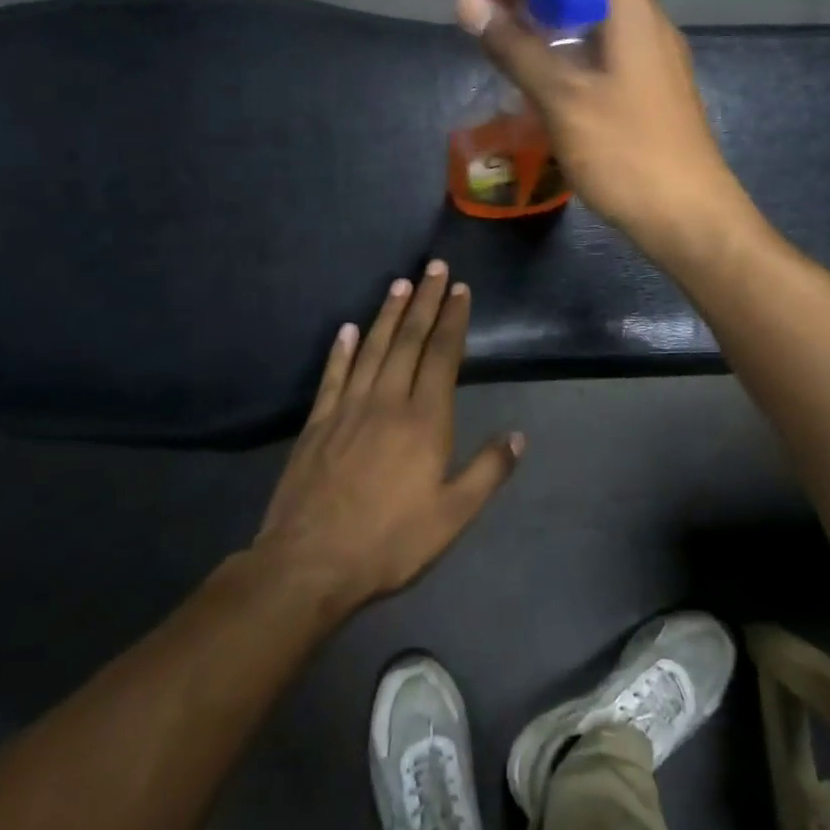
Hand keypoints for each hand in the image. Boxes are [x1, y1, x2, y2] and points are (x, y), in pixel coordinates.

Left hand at [255, 261, 522, 611]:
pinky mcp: (317, 422)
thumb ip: (488, 472)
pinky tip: (346, 329)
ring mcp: (348, 408)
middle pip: (409, 340)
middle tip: (434, 267)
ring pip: (372, 348)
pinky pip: (333, 375)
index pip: (443, 356)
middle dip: (425, 301)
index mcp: (424, 421)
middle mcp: (387, 401)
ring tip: (400, 284)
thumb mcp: (452, 516)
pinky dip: (341, 349)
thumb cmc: (389, 542)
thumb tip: (518, 436)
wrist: (310, 563)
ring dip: (388, 314)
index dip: (453, 320)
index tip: (460, 290)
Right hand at [456, 0, 750, 263]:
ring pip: (597, 20)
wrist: (689, 218)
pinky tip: (540, 73)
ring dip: (553, 17)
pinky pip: (604, 52)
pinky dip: (569, 49)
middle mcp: (648, 27)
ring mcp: (651, 62)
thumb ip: (516, 48)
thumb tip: (467, 3)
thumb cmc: (628, 152)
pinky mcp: (648, 93)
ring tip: (506, 34)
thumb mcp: (563, 98)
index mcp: (634, 13)